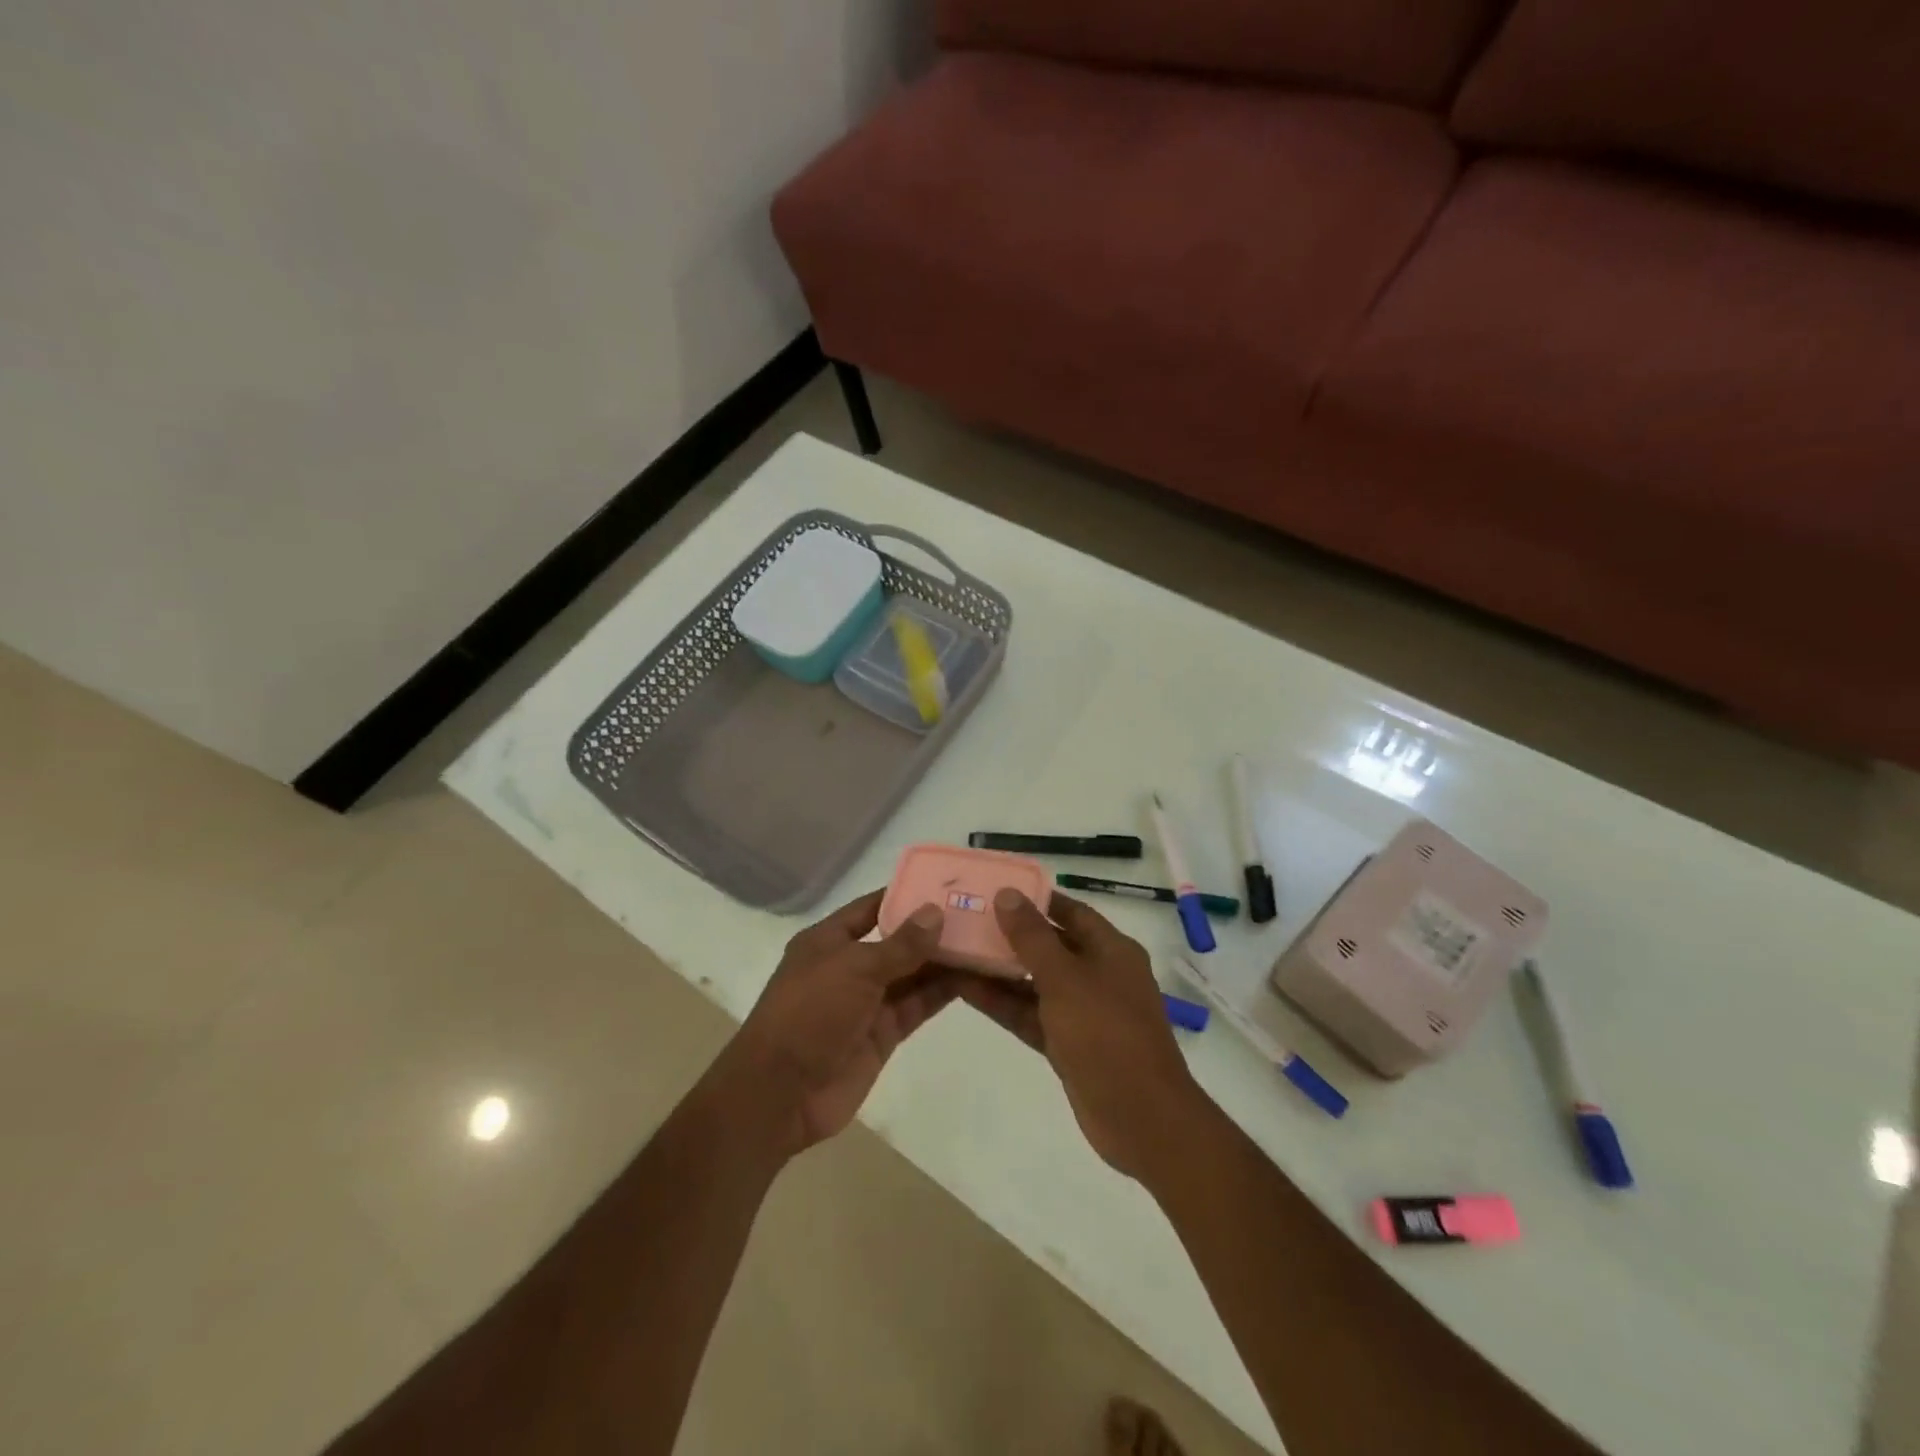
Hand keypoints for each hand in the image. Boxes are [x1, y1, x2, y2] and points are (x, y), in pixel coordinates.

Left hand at [723, 890, 954, 1155]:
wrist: (781, 1093)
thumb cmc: (809, 1013)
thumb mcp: (855, 968)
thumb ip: (900, 944)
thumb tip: (936, 912)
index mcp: (828, 941)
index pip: (872, 907)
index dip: (904, 894)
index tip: (944, 882)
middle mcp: (849, 967)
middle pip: (896, 941)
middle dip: (931, 929)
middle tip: (977, 911)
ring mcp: (866, 1002)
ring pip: (911, 974)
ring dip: (942, 960)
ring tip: (984, 940)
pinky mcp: (882, 1034)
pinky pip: (915, 1006)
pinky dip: (940, 993)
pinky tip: (972, 976)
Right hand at [957, 891, 1209, 1180]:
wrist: (1140, 1118)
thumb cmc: (1106, 1034)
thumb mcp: (1065, 979)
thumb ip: (1033, 937)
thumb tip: (1008, 894)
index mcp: (1110, 950)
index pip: (1070, 911)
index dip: (1035, 899)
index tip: (995, 889)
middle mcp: (1098, 975)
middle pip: (1049, 945)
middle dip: (1010, 934)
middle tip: (965, 918)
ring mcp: (1083, 1012)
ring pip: (1035, 982)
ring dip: (1000, 970)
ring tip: (955, 950)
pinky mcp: (1067, 1044)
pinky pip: (1031, 1014)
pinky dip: (1004, 1003)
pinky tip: (966, 989)